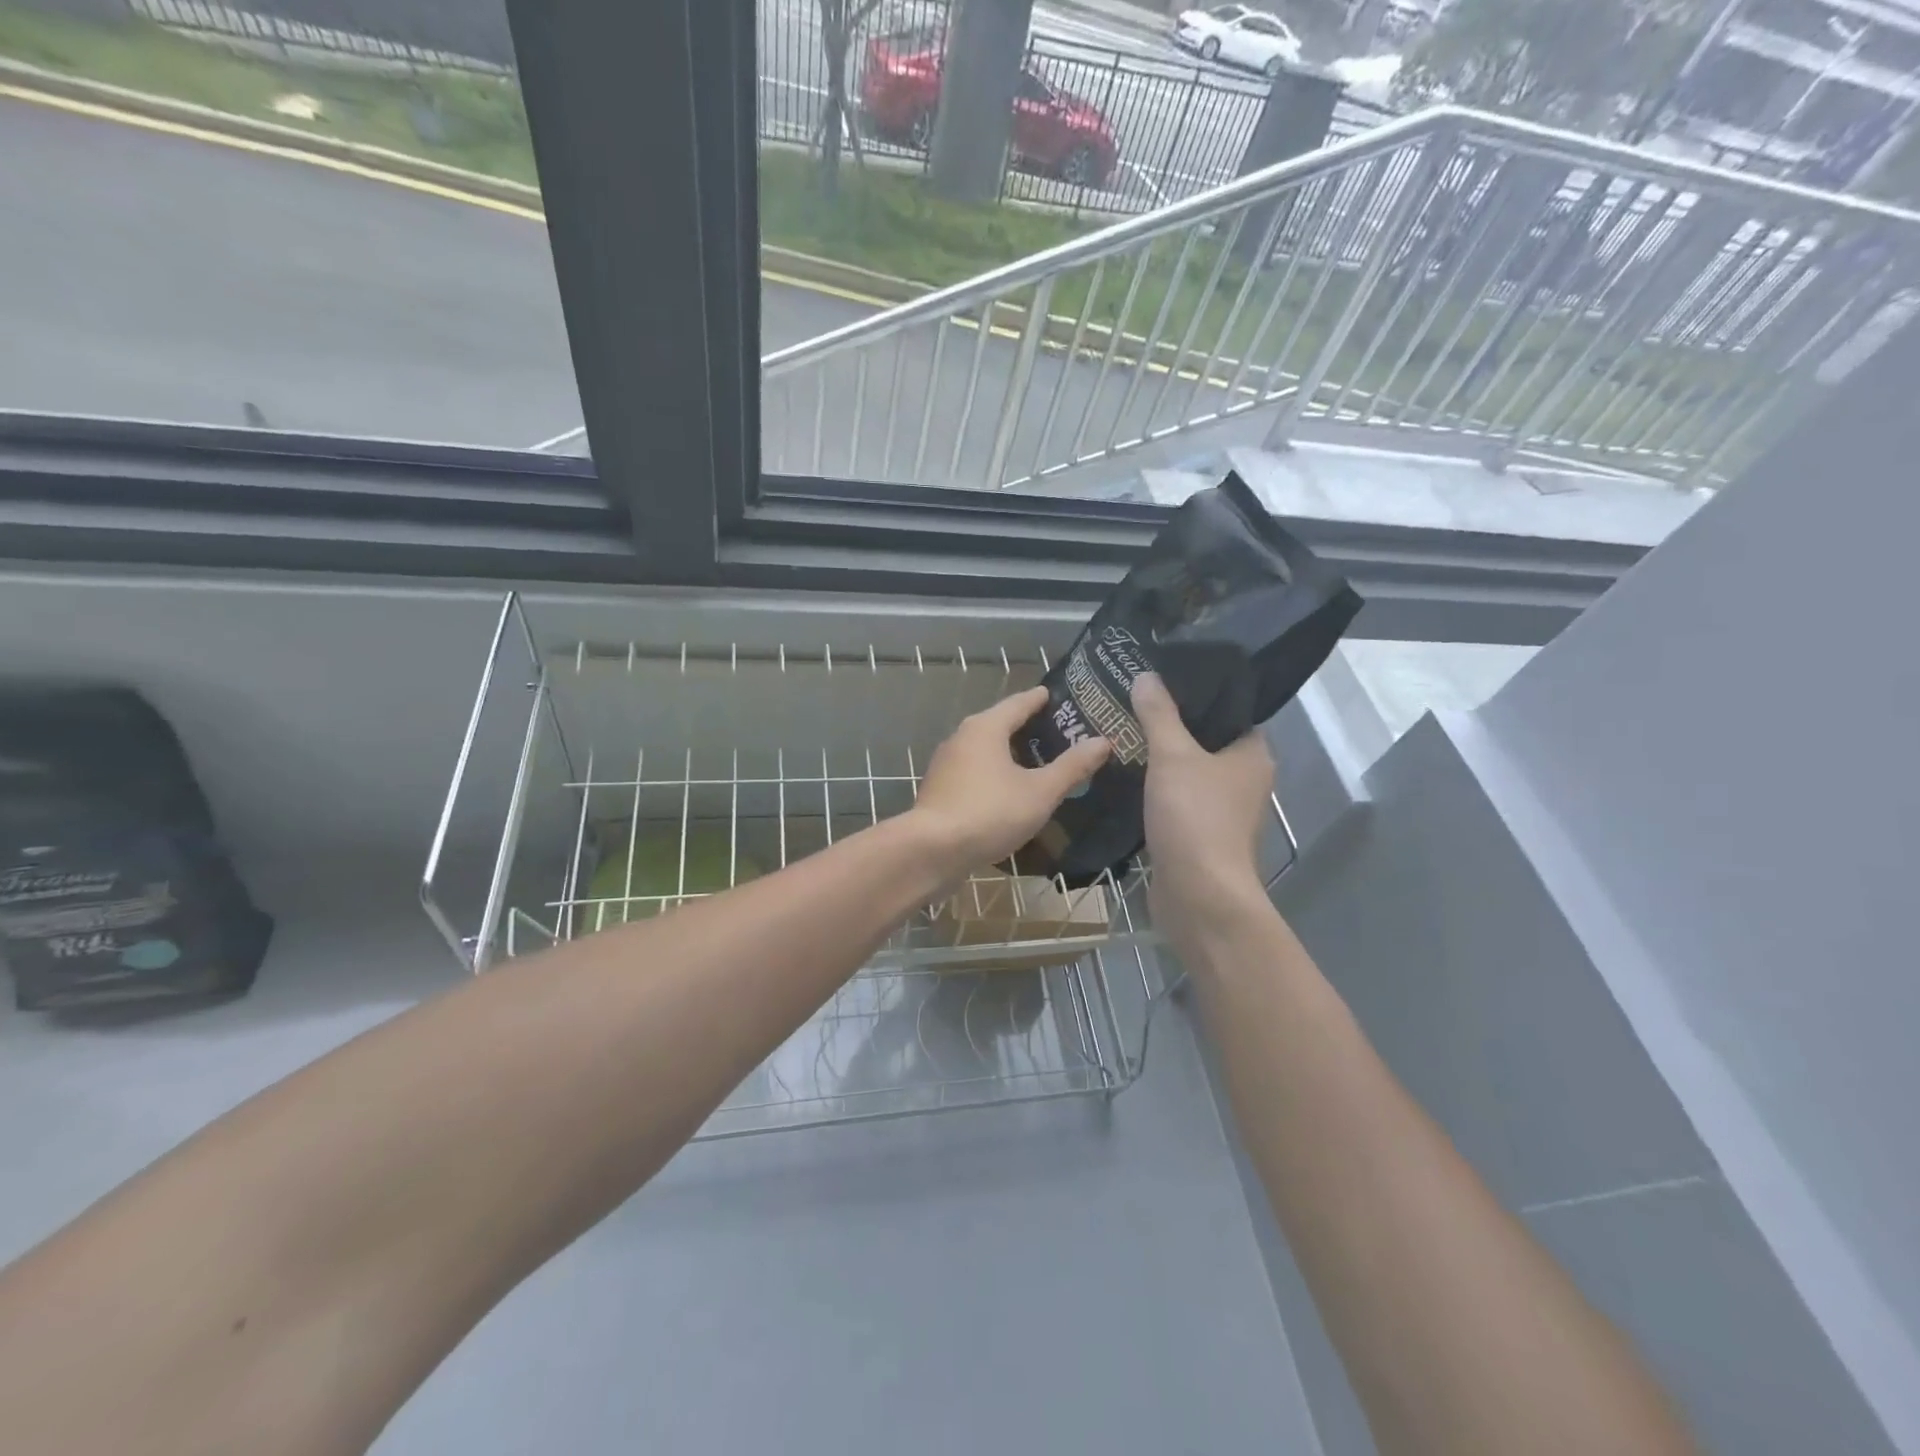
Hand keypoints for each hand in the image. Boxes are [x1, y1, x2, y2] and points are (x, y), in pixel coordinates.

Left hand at [912, 686, 1110, 873]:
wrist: (932, 851)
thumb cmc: (989, 813)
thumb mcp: (1040, 792)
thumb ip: (1072, 767)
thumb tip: (1102, 741)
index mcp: (985, 728)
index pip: (1019, 703)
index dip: (1041, 699)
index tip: (1058, 696)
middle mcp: (962, 738)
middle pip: (1000, 725)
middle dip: (1027, 728)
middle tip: (1059, 734)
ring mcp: (946, 765)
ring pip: (985, 751)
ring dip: (1010, 754)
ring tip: (1039, 764)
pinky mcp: (940, 790)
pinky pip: (974, 773)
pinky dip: (995, 775)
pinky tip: (1010, 792)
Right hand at [1133, 673, 1274, 945]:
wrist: (1198, 895)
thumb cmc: (1195, 817)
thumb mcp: (1173, 756)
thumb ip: (1159, 715)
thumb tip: (1146, 676)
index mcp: (1252, 755)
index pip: (1230, 712)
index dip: (1199, 695)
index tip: (1163, 681)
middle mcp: (1244, 781)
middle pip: (1206, 742)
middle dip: (1171, 726)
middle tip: (1132, 704)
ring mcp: (1222, 812)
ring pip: (1189, 773)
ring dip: (1160, 760)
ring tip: (1122, 733)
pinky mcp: (1198, 836)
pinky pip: (1176, 801)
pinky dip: (1155, 790)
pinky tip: (1125, 777)